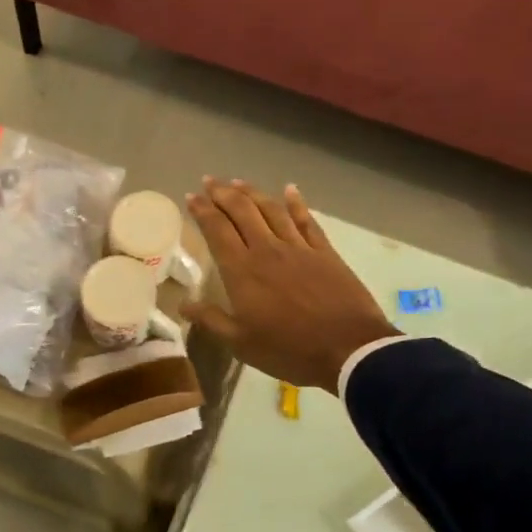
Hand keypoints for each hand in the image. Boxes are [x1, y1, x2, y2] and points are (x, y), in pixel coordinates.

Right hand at [182, 179, 397, 393]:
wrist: (348, 349)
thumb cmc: (288, 349)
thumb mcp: (241, 343)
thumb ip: (211, 320)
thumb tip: (183, 304)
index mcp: (242, 270)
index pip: (216, 230)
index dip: (202, 210)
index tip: (190, 196)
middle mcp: (267, 249)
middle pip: (242, 211)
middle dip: (222, 193)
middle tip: (209, 181)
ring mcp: (298, 247)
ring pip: (271, 209)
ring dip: (252, 192)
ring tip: (238, 182)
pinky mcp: (324, 251)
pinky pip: (307, 219)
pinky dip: (296, 202)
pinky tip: (289, 189)